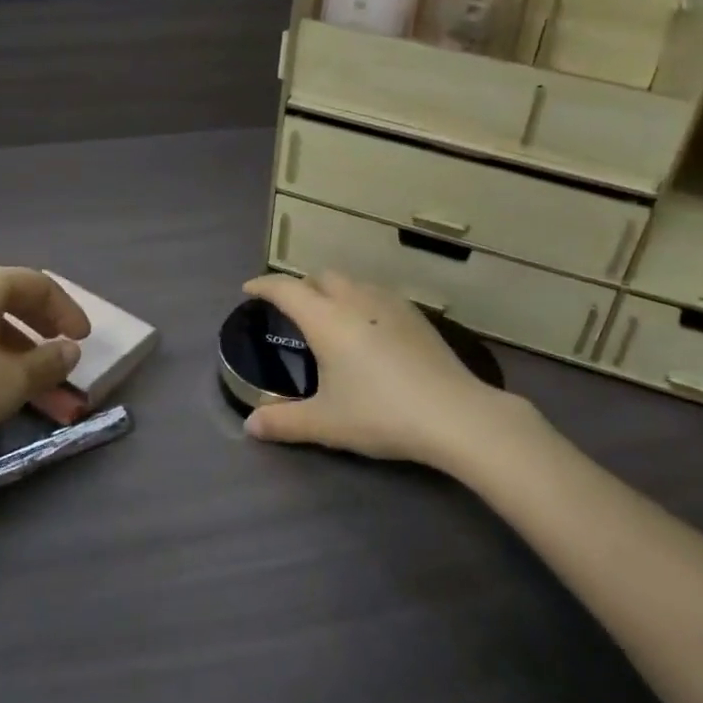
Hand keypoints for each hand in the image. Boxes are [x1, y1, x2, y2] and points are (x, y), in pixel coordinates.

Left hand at [0, 263, 90, 475]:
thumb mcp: (10, 383)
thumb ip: (49, 362)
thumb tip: (68, 349)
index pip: (39, 284)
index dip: (67, 311)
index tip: (83, 339)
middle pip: (9, 294)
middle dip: (41, 323)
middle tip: (59, 349)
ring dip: (12, 340)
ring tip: (25, 373)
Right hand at [242, 271, 524, 468]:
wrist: (453, 413)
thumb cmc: (381, 414)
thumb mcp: (326, 423)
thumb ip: (284, 422)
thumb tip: (250, 426)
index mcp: (326, 319)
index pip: (285, 288)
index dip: (263, 285)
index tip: (249, 289)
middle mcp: (354, 299)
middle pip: (319, 277)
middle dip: (300, 286)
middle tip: (291, 311)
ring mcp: (388, 302)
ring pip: (350, 281)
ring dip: (331, 290)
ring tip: (328, 317)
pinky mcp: (414, 313)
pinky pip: (375, 293)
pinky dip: (358, 300)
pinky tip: (367, 329)